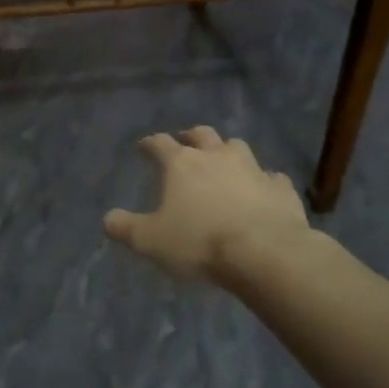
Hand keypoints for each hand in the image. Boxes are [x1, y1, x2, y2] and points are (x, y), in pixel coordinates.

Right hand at [104, 126, 314, 281]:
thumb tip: (108, 219)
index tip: (143, 147)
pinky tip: (261, 191)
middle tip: (185, 143)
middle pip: (202, 134)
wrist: (266, 253)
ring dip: (227, 152)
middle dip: (191, 137)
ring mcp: (253, 169)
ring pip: (238, 148)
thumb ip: (126, 228)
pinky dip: (263, 181)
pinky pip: (271, 177)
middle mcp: (217, 157)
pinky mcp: (281, 188)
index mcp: (182, 164)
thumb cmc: (200, 242)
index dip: (150, 144)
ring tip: (223, 163)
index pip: (160, 143)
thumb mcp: (151, 241)